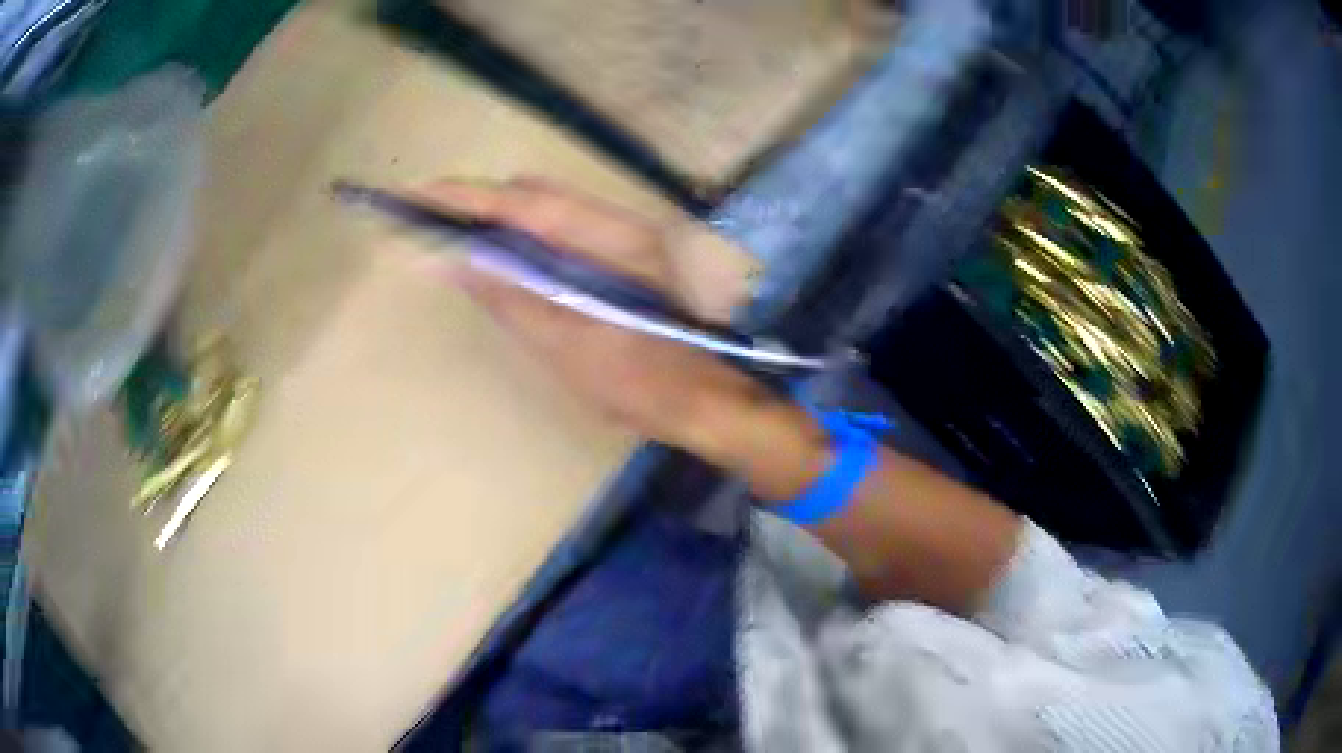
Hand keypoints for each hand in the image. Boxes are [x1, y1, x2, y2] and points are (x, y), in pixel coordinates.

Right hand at [408, 178, 783, 461]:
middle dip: (481, 204)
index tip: (422, 194)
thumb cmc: (640, 383)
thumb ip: (512, 296)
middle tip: (431, 219)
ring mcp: (625, 238)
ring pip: (549, 212)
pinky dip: (525, 238)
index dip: (470, 197)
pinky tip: (502, 255)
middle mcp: (621, 224)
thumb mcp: (567, 345)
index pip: (526, 203)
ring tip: (455, 233)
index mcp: (612, 238)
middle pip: (536, 198)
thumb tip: (459, 258)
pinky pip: (562, 233)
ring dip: (502, 219)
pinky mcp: (623, 256)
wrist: (704, 402)